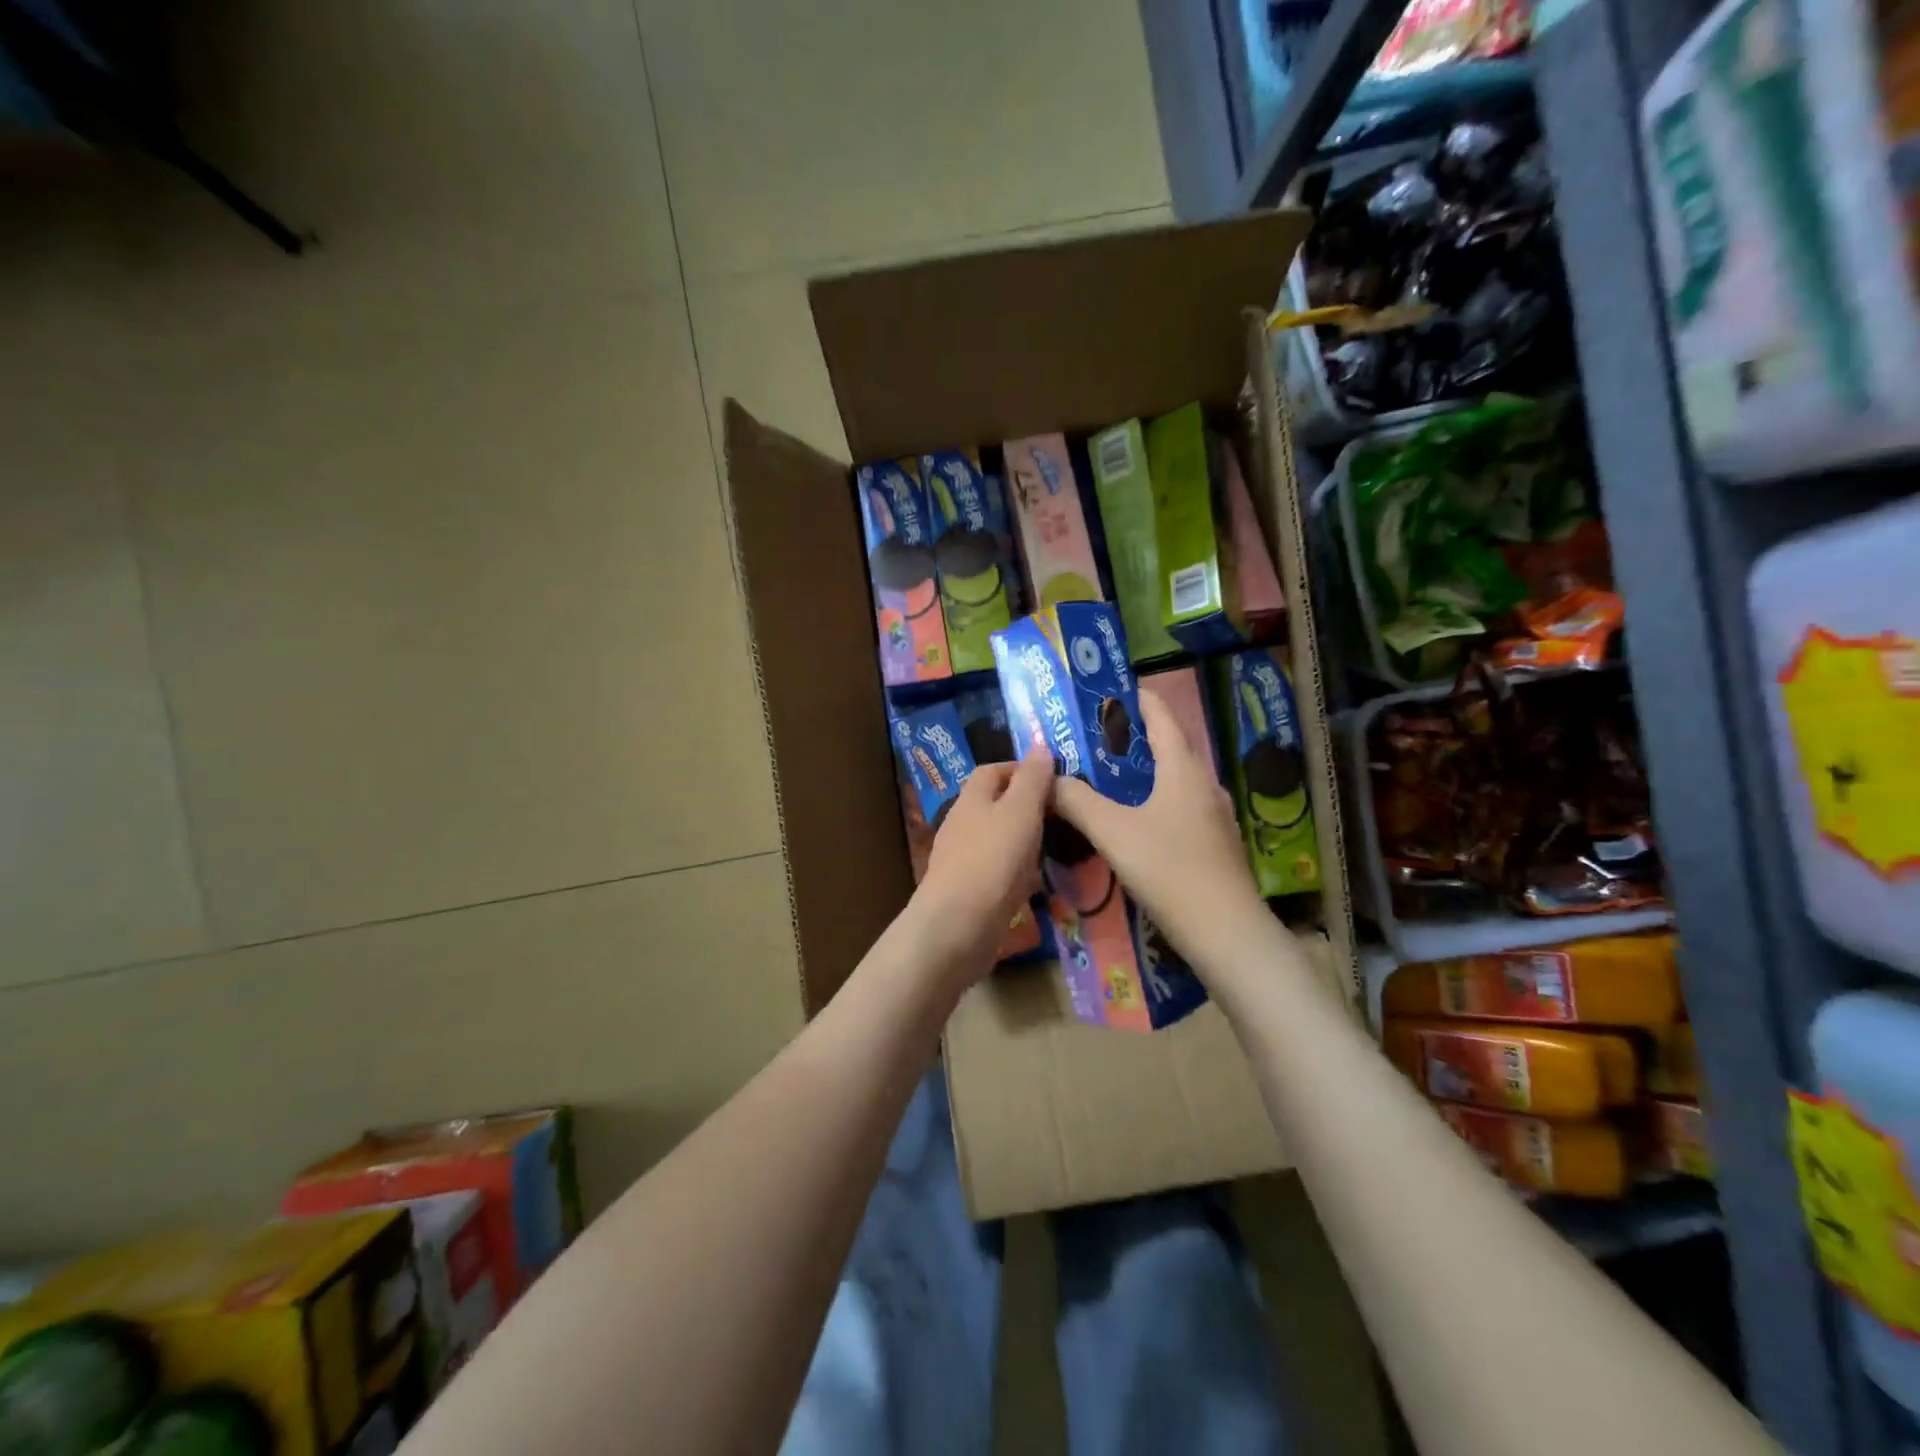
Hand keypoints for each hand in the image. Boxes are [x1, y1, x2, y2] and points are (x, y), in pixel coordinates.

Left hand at [906, 751, 1051, 986]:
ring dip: (1024, 841)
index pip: (993, 770)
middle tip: (1063, 815)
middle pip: (996, 805)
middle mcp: (962, 825)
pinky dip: (1018, 872)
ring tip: (1057, 846)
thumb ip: (1032, 779)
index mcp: (971, 799)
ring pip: (998, 840)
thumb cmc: (991, 861)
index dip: (1022, 769)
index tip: (1055, 779)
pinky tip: (1038, 884)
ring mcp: (963, 860)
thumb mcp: (1020, 812)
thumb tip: (1040, 745)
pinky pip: (998, 872)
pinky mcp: (969, 892)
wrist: (957, 928)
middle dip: (1027, 806)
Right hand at [1051, 688, 1265, 969]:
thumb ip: (1077, 801)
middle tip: (1099, 737)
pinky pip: (1182, 805)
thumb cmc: (1169, 869)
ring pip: (1176, 779)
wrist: (1226, 932)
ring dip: (1147, 770)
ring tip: (1112, 776)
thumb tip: (1047, 779)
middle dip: (1136, 737)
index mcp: (1182, 769)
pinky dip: (1157, 799)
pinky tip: (1138, 820)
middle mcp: (1204, 783)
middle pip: (1170, 746)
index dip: (1139, 699)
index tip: (1115, 690)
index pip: (1162, 717)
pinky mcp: (1216, 843)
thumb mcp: (1113, 832)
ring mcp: (1215, 815)